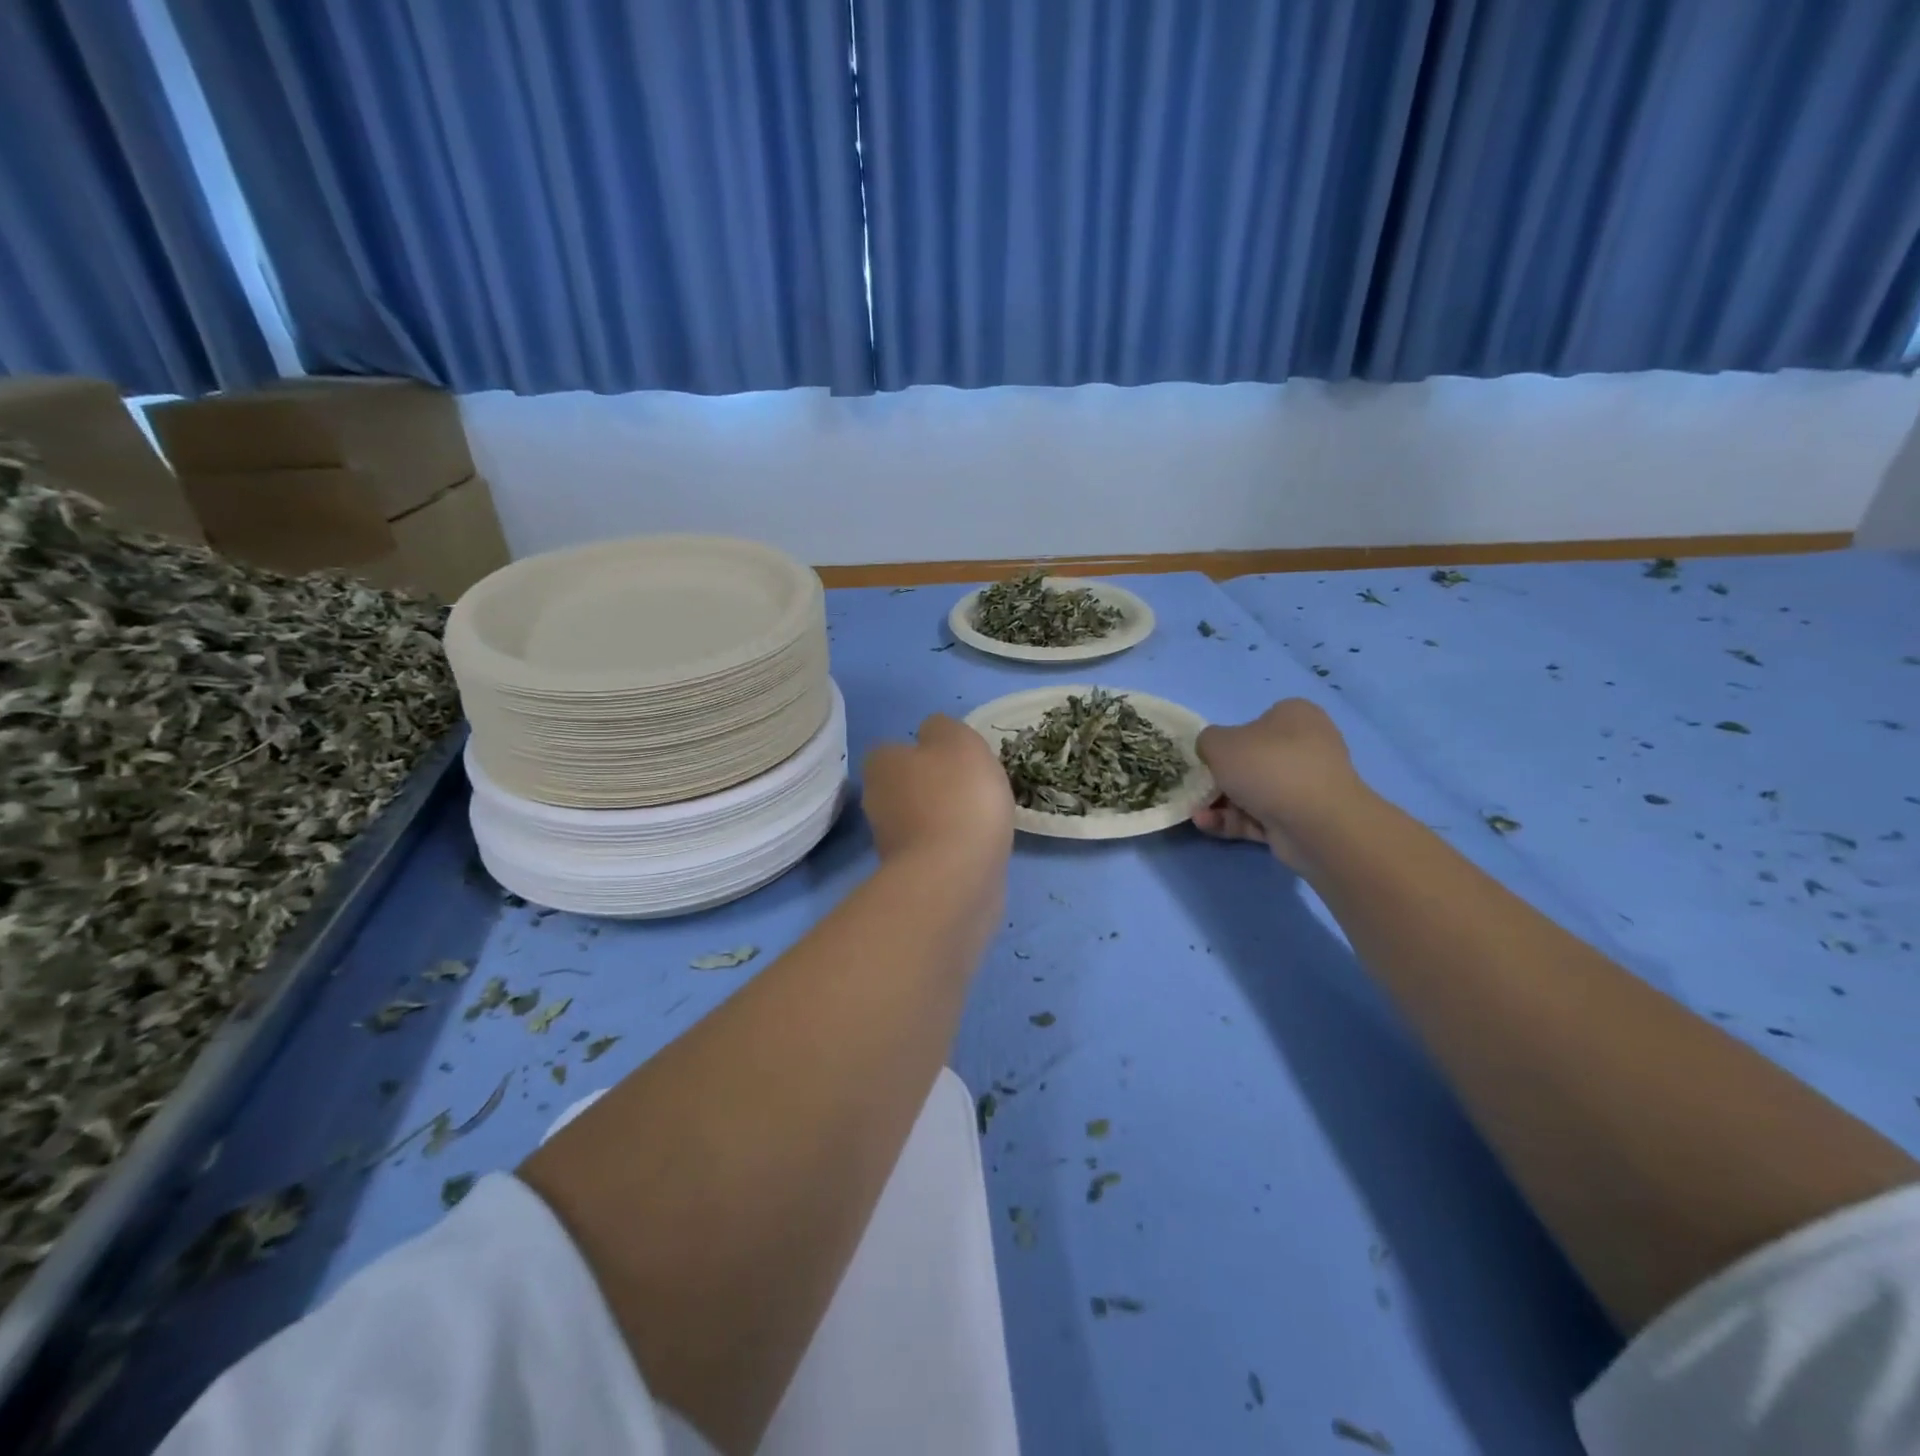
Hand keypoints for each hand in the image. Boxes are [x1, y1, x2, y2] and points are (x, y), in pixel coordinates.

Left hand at [862, 714, 1014, 877]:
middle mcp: (875, 800)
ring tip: (980, 821)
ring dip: (942, 820)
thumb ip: (942, 728)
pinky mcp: (909, 875)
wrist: (955, 875)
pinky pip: (932, 851)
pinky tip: (976, 849)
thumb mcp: (958, 739)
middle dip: (931, 788)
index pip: (894, 750)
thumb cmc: (957, 795)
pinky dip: (950, 848)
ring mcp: (889, 843)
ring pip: (917, 820)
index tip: (954, 760)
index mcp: (881, 763)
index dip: (923, 752)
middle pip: (904, 786)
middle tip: (970, 789)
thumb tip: (931, 734)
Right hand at [1192, 699, 1368, 870]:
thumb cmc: (1266, 766)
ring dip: (1220, 802)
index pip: (1257, 721)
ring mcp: (1306, 785)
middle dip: (1220, 777)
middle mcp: (1306, 746)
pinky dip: (1232, 820)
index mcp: (1295, 716)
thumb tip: (1212, 751)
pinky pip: (1259, 816)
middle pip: (1252, 760)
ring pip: (1253, 791)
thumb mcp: (1219, 743)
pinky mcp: (1301, 818)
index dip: (1228, 738)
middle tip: (1196, 787)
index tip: (1208, 755)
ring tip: (1196, 813)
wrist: (1316, 822)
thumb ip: (1207, 741)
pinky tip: (1207, 824)